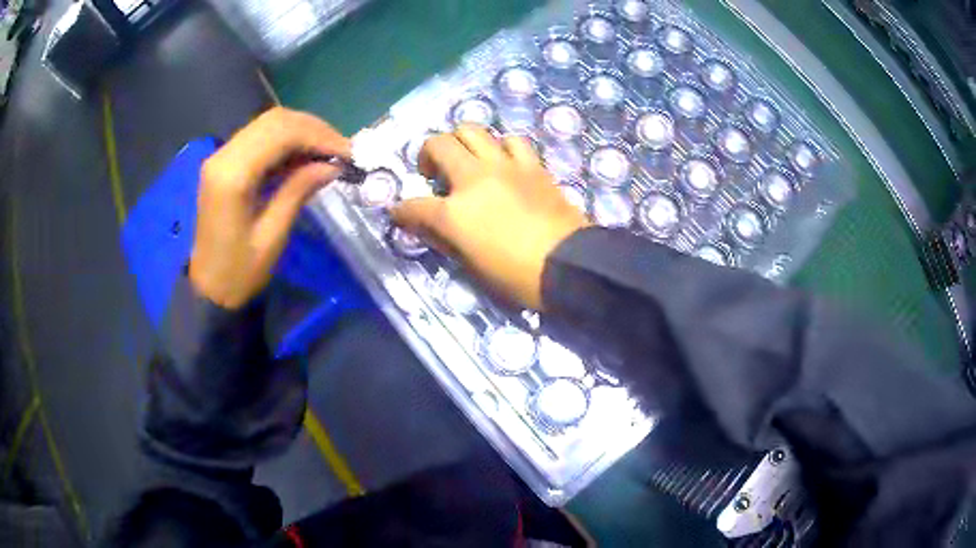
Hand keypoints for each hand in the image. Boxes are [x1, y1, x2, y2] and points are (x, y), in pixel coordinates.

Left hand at [191, 107, 350, 308]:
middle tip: (342, 150)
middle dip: (314, 129)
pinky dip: (286, 141)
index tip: (348, 153)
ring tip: (328, 152)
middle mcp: (223, 156)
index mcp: (232, 175)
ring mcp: (221, 157)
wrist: (208, 289)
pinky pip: (260, 138)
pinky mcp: (224, 163)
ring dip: (302, 132)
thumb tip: (332, 165)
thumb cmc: (239, 273)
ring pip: (268, 124)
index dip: (319, 136)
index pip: (281, 133)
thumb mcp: (272, 237)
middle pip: (275, 120)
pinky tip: (305, 157)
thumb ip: (298, 191)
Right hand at [391, 126, 590, 309]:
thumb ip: (446, 240)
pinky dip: (501, 147)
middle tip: (433, 172)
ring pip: (473, 131)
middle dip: (427, 154)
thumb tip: (428, 225)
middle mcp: (474, 179)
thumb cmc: (517, 277)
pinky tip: (503, 162)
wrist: (569, 266)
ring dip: (463, 143)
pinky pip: (512, 141)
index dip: (401, 211)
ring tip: (468, 162)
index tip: (400, 213)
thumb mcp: (472, 266)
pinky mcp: (532, 166)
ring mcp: (505, 167)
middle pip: (439, 144)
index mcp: (454, 212)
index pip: (413, 205)